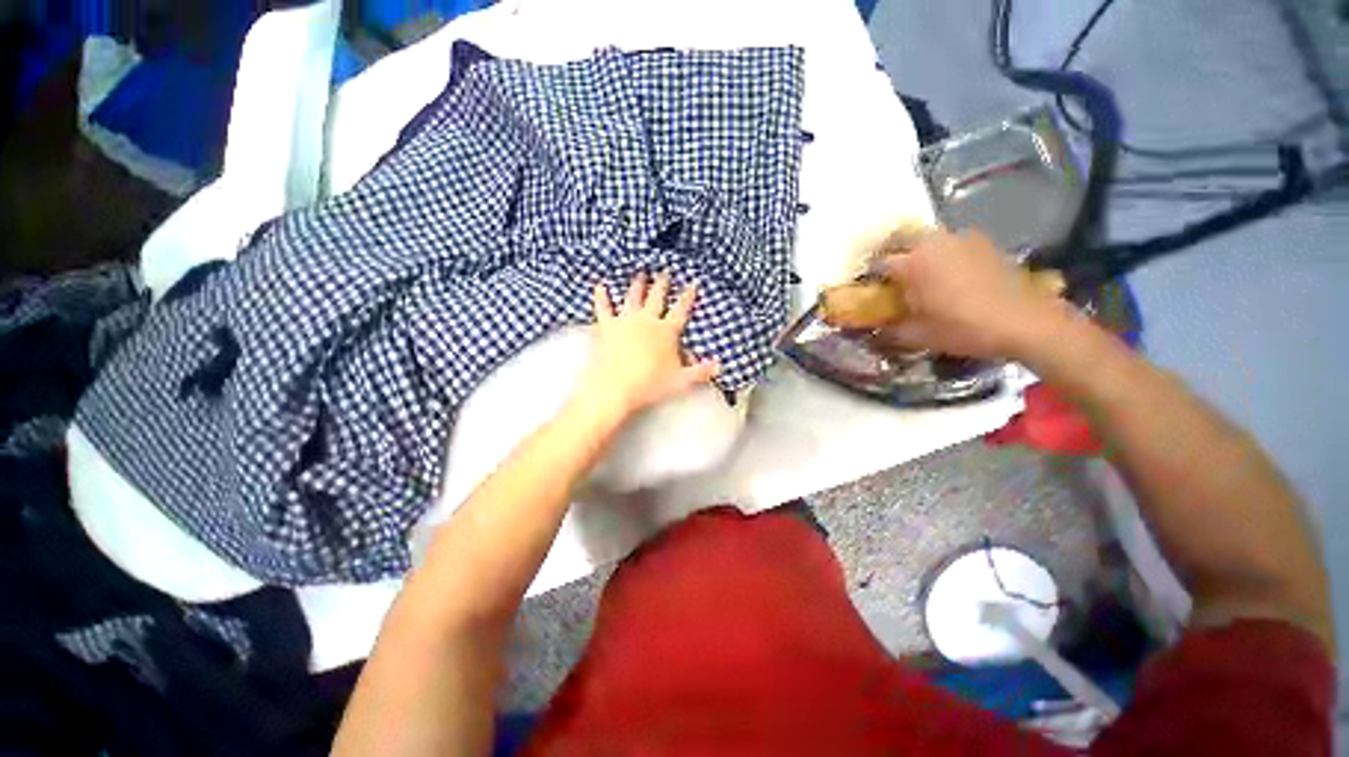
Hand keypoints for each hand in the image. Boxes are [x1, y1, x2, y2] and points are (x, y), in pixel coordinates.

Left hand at [577, 272, 718, 417]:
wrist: (616, 387)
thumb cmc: (650, 383)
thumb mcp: (681, 380)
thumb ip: (700, 371)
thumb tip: (719, 366)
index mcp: (666, 331)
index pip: (681, 310)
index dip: (687, 296)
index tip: (692, 283)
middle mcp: (647, 320)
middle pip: (656, 298)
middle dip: (662, 284)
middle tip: (664, 272)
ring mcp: (626, 321)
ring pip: (633, 297)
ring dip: (637, 284)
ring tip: (640, 273)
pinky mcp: (607, 327)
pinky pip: (604, 308)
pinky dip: (601, 297)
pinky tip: (600, 286)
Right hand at [879, 230, 1068, 359]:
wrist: (1024, 321)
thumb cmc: (963, 328)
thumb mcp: (919, 336)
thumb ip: (890, 332)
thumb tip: (873, 333)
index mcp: (912, 263)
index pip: (878, 263)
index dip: (870, 276)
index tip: (869, 289)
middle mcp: (933, 242)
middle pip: (900, 236)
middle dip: (889, 251)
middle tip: (888, 272)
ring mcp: (960, 238)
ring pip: (927, 236)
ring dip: (916, 249)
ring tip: (920, 272)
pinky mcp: (983, 242)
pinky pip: (951, 241)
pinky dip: (942, 251)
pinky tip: (949, 272)